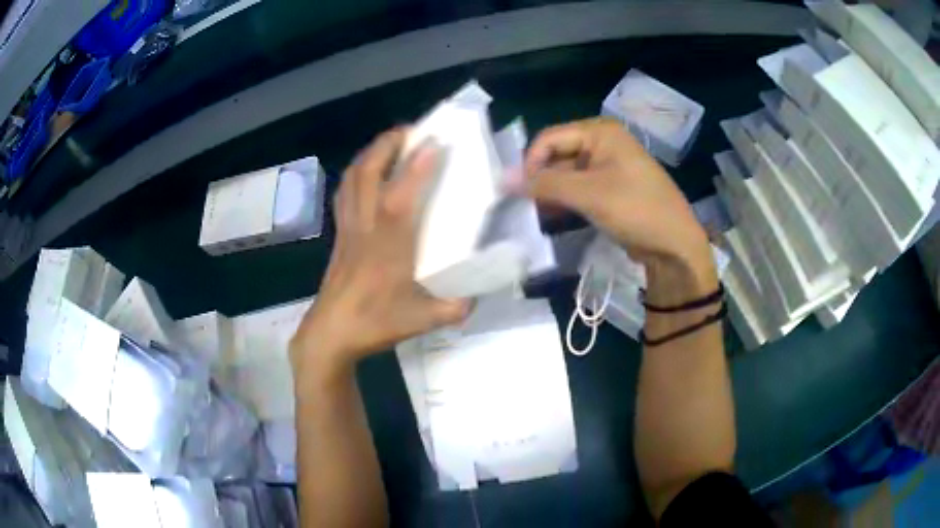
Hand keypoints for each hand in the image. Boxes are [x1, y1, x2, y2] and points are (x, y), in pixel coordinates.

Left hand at [290, 128, 470, 379]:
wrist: (330, 334)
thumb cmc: (375, 324)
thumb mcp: (423, 321)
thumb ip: (456, 307)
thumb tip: (478, 294)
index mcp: (388, 246)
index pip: (399, 197)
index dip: (416, 167)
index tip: (435, 141)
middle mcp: (365, 227)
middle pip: (367, 173)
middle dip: (387, 144)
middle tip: (411, 130)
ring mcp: (348, 228)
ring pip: (352, 178)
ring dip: (370, 153)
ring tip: (390, 143)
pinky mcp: (339, 234)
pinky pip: (345, 192)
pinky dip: (356, 173)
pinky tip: (366, 174)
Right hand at [519, 118, 716, 303]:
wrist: (675, 245)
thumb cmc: (636, 210)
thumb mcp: (589, 194)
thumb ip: (545, 184)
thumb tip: (502, 179)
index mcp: (600, 132)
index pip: (549, 138)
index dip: (531, 162)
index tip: (518, 192)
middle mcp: (602, 143)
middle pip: (557, 155)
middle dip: (541, 180)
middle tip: (525, 206)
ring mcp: (607, 166)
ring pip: (566, 175)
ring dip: (551, 193)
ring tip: (537, 215)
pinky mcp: (610, 188)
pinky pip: (579, 189)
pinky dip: (565, 202)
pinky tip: (554, 218)